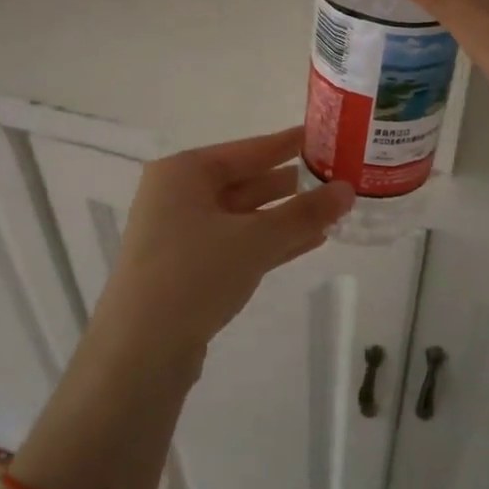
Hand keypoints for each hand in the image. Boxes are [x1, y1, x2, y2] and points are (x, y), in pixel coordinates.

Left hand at [87, 128, 353, 377]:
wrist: (140, 352)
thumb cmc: (194, 274)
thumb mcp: (255, 239)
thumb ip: (303, 213)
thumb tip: (348, 189)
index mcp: (184, 172)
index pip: (248, 149)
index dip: (288, 144)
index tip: (324, 136)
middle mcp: (178, 196)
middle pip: (245, 182)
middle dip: (291, 185)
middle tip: (337, 177)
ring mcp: (180, 235)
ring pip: (244, 217)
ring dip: (286, 217)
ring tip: (333, 212)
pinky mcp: (187, 269)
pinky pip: (237, 244)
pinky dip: (270, 242)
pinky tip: (310, 242)